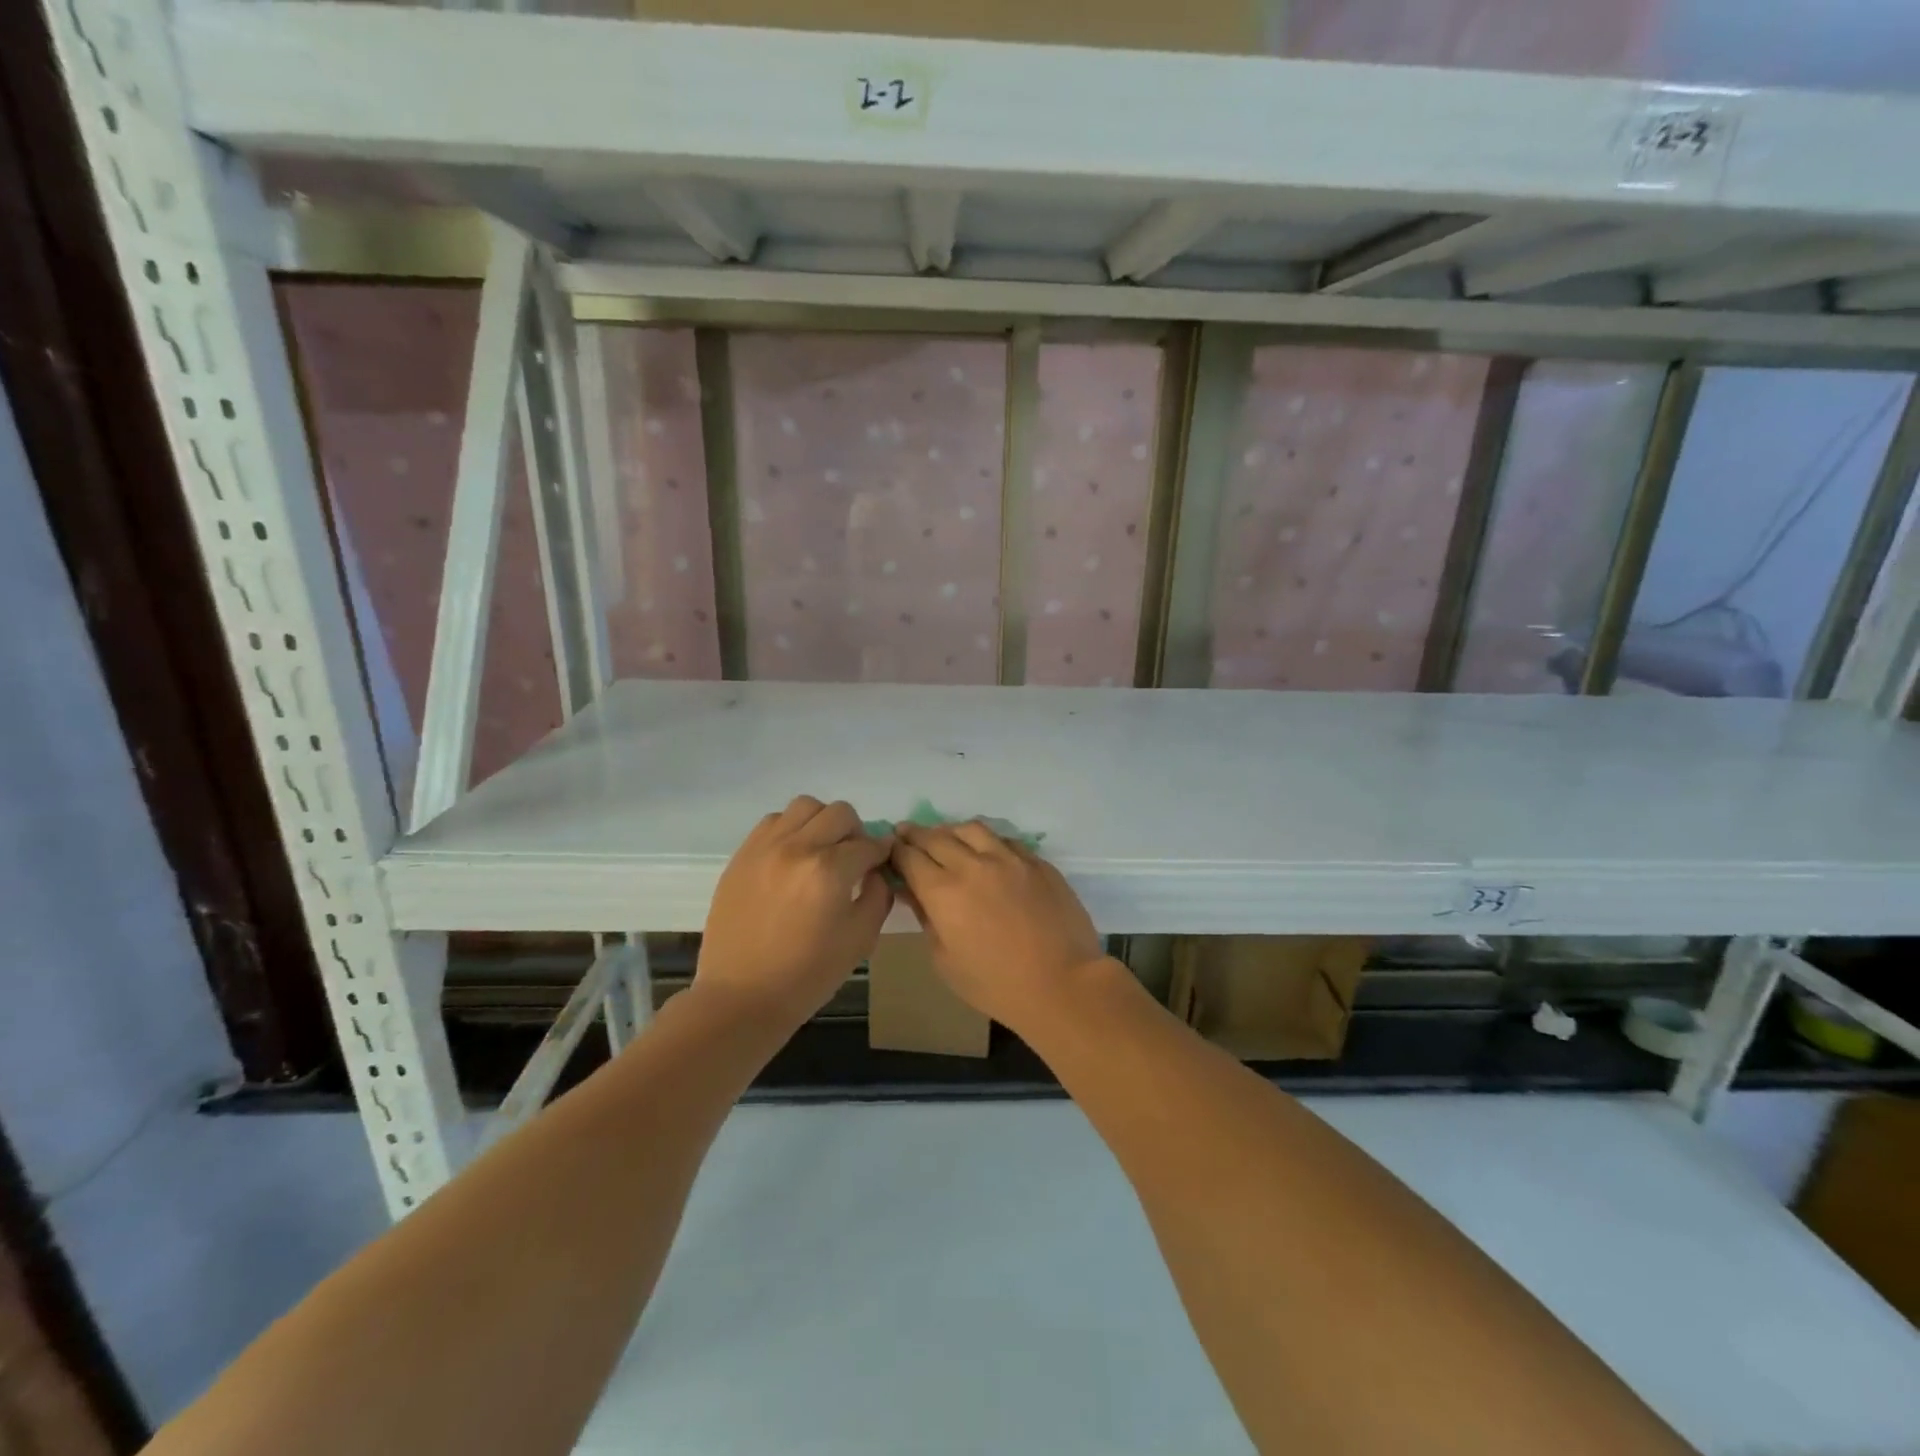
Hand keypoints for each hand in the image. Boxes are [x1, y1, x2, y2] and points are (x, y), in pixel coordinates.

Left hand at [695, 796, 892, 1028]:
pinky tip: (793, 857)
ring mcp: (765, 848)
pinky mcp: (742, 855)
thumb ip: (878, 895)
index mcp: (829, 871)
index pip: (868, 844)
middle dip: (855, 833)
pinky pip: (773, 821)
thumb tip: (878, 870)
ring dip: (822, 823)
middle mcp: (797, 848)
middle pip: (839, 813)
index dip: (881, 853)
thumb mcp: (860, 939)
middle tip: (853, 858)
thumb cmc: (807, 975)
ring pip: (805, 807)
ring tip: (821, 851)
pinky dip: (791, 830)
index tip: (882, 863)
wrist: (742, 997)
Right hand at [890, 821, 1106, 1033]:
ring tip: (947, 837)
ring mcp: (1009, 859)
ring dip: (951, 830)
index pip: (910, 857)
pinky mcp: (1037, 862)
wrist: (1062, 984)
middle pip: (936, 837)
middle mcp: (973, 865)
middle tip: (906, 833)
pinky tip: (987, 851)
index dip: (896, 851)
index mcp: (943, 891)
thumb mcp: (945, 961)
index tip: (890, 849)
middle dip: (916, 834)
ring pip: (972, 829)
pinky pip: (1005, 840)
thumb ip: (926, 918)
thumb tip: (912, 891)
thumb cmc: (996, 984)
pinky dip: (987, 841)